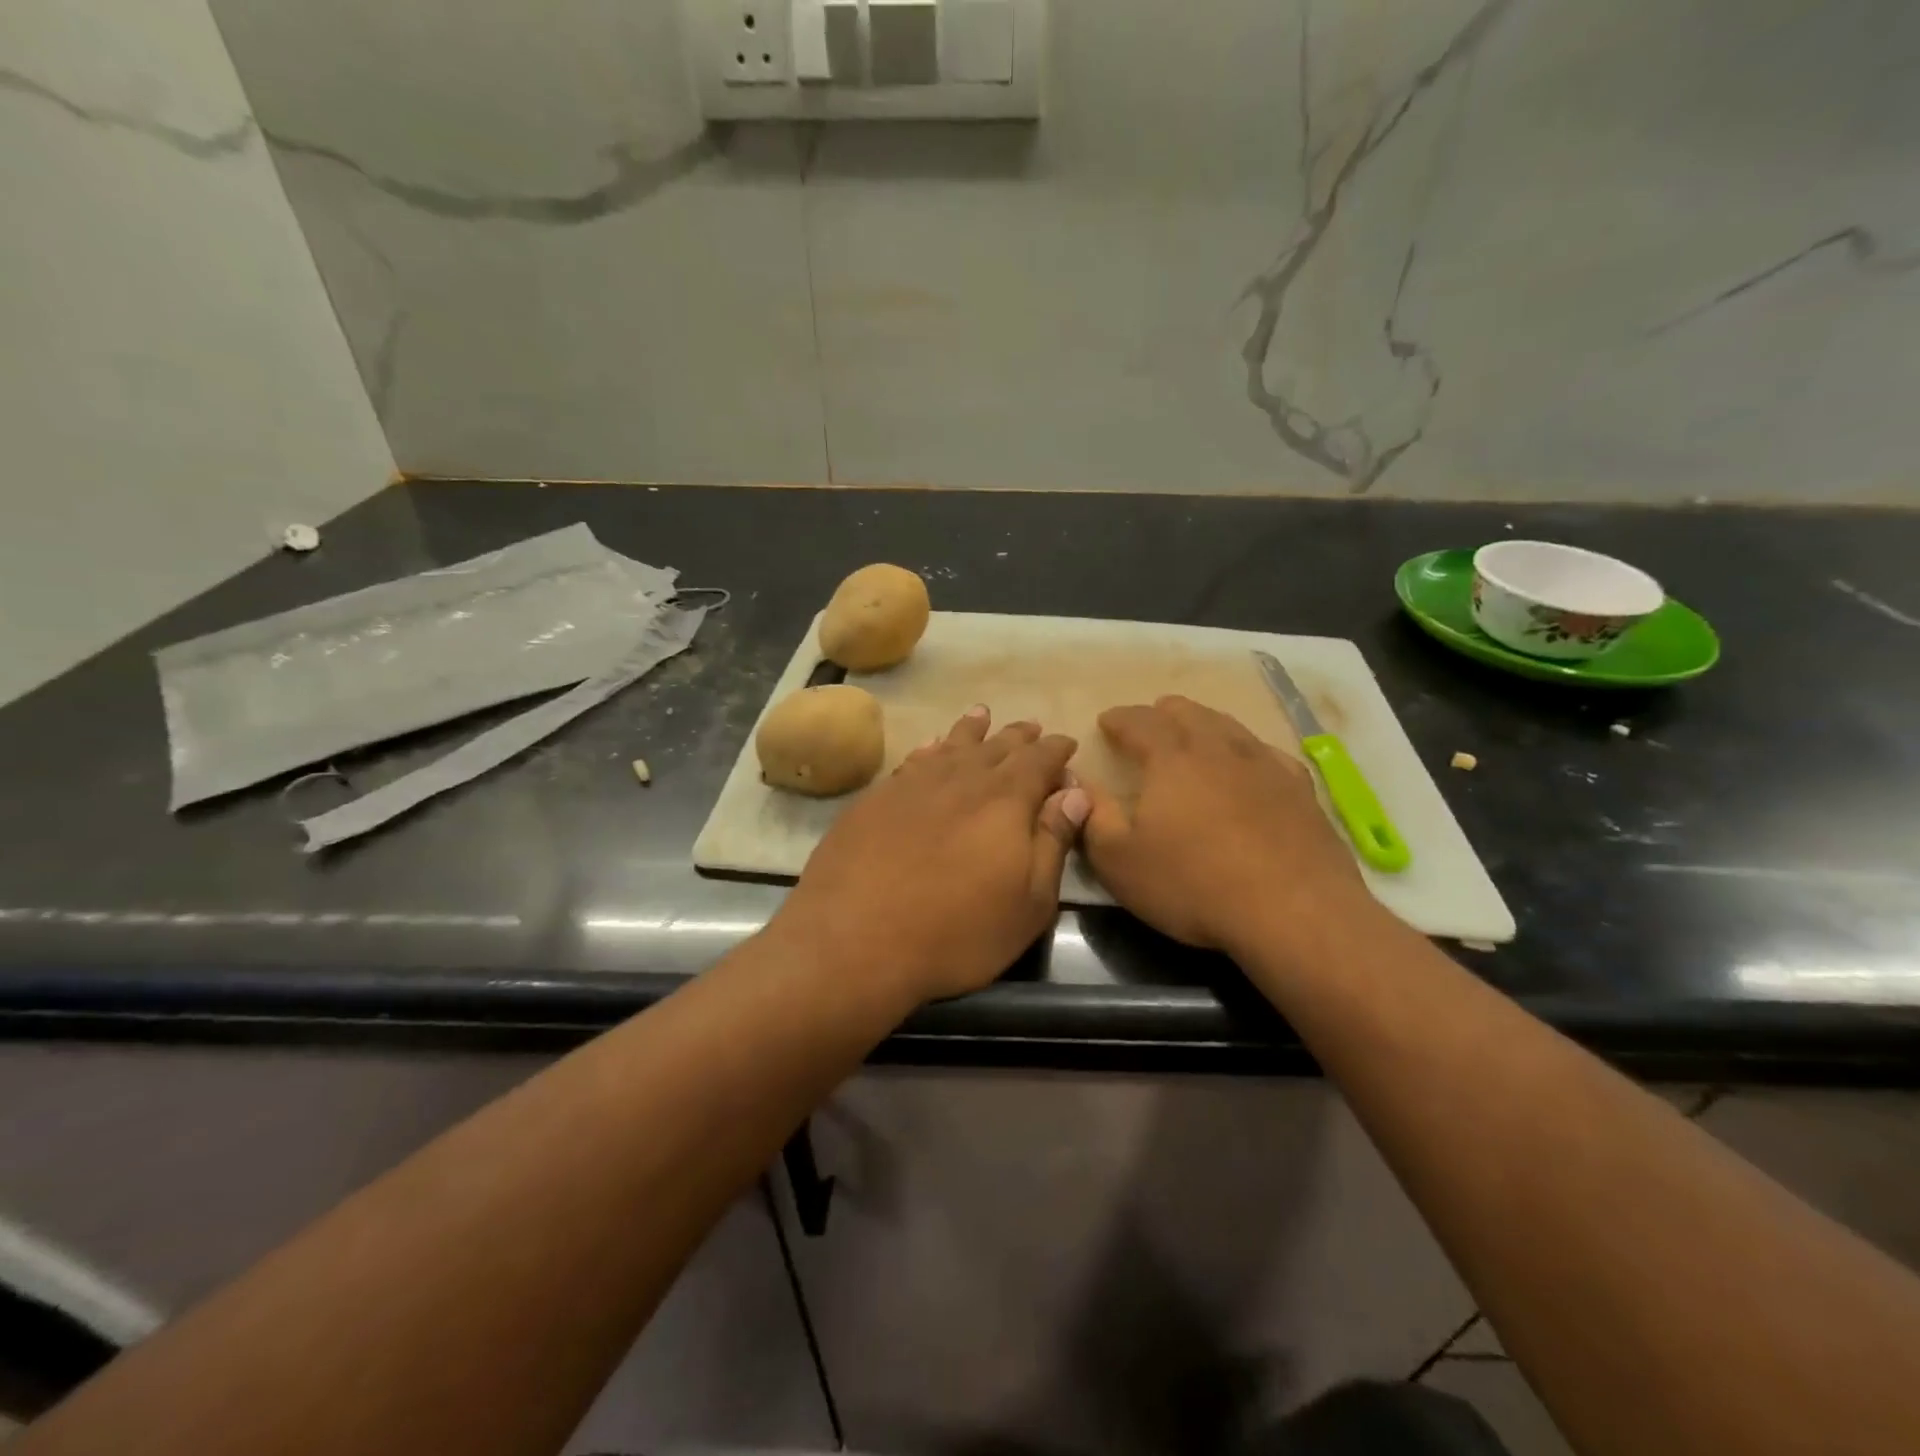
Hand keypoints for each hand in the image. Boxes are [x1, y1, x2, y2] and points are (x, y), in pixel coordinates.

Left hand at [775, 707, 1087, 1006]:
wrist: (853, 939)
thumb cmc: (957, 932)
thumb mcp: (1028, 903)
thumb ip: (1053, 841)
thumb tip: (1075, 792)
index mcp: (1006, 799)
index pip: (1039, 760)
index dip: (1056, 750)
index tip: (1066, 744)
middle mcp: (961, 778)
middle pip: (997, 746)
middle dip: (1019, 737)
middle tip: (1031, 728)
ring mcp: (914, 784)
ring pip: (952, 745)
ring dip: (972, 730)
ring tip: (982, 715)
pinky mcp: (876, 797)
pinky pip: (914, 760)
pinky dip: (930, 748)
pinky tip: (931, 746)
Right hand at [1081, 696, 1366, 952]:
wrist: (1294, 913)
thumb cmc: (1194, 885)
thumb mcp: (1120, 861)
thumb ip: (1093, 817)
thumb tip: (1078, 783)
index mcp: (1171, 759)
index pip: (1139, 722)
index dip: (1119, 718)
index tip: (1106, 721)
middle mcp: (1218, 750)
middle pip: (1188, 714)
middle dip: (1162, 713)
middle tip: (1149, 722)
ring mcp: (1265, 766)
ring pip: (1229, 727)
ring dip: (1204, 723)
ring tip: (1194, 733)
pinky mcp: (1300, 791)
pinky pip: (1268, 753)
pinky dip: (1247, 750)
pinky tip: (1250, 763)